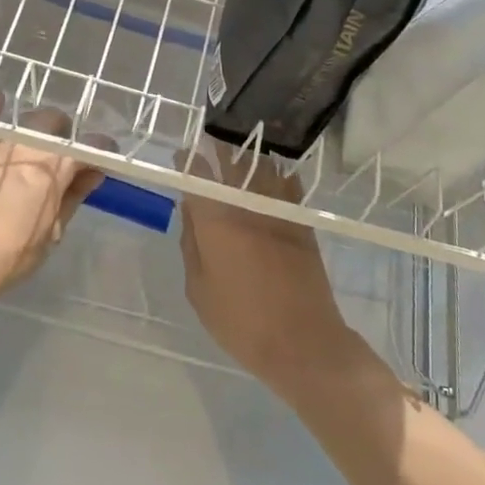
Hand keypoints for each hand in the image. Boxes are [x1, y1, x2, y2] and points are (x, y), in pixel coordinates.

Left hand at [0, 110, 103, 310]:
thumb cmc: (7, 255)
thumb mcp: (51, 234)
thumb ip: (72, 198)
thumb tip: (90, 175)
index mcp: (54, 166)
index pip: (89, 146)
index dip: (103, 152)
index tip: (106, 161)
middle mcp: (28, 144)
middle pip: (57, 122)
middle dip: (68, 134)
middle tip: (69, 156)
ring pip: (27, 120)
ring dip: (39, 128)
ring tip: (40, 145)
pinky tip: (0, 103)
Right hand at [178, 142, 367, 395]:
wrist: (303, 341)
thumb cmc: (241, 321)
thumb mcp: (199, 289)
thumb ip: (191, 244)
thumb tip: (189, 211)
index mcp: (215, 220)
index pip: (197, 175)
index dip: (187, 161)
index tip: (182, 155)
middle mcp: (246, 205)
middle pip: (231, 161)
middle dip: (217, 147)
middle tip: (208, 142)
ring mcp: (278, 210)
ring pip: (262, 165)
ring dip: (246, 154)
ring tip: (236, 150)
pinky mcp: (301, 221)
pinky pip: (288, 184)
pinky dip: (278, 172)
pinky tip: (272, 171)